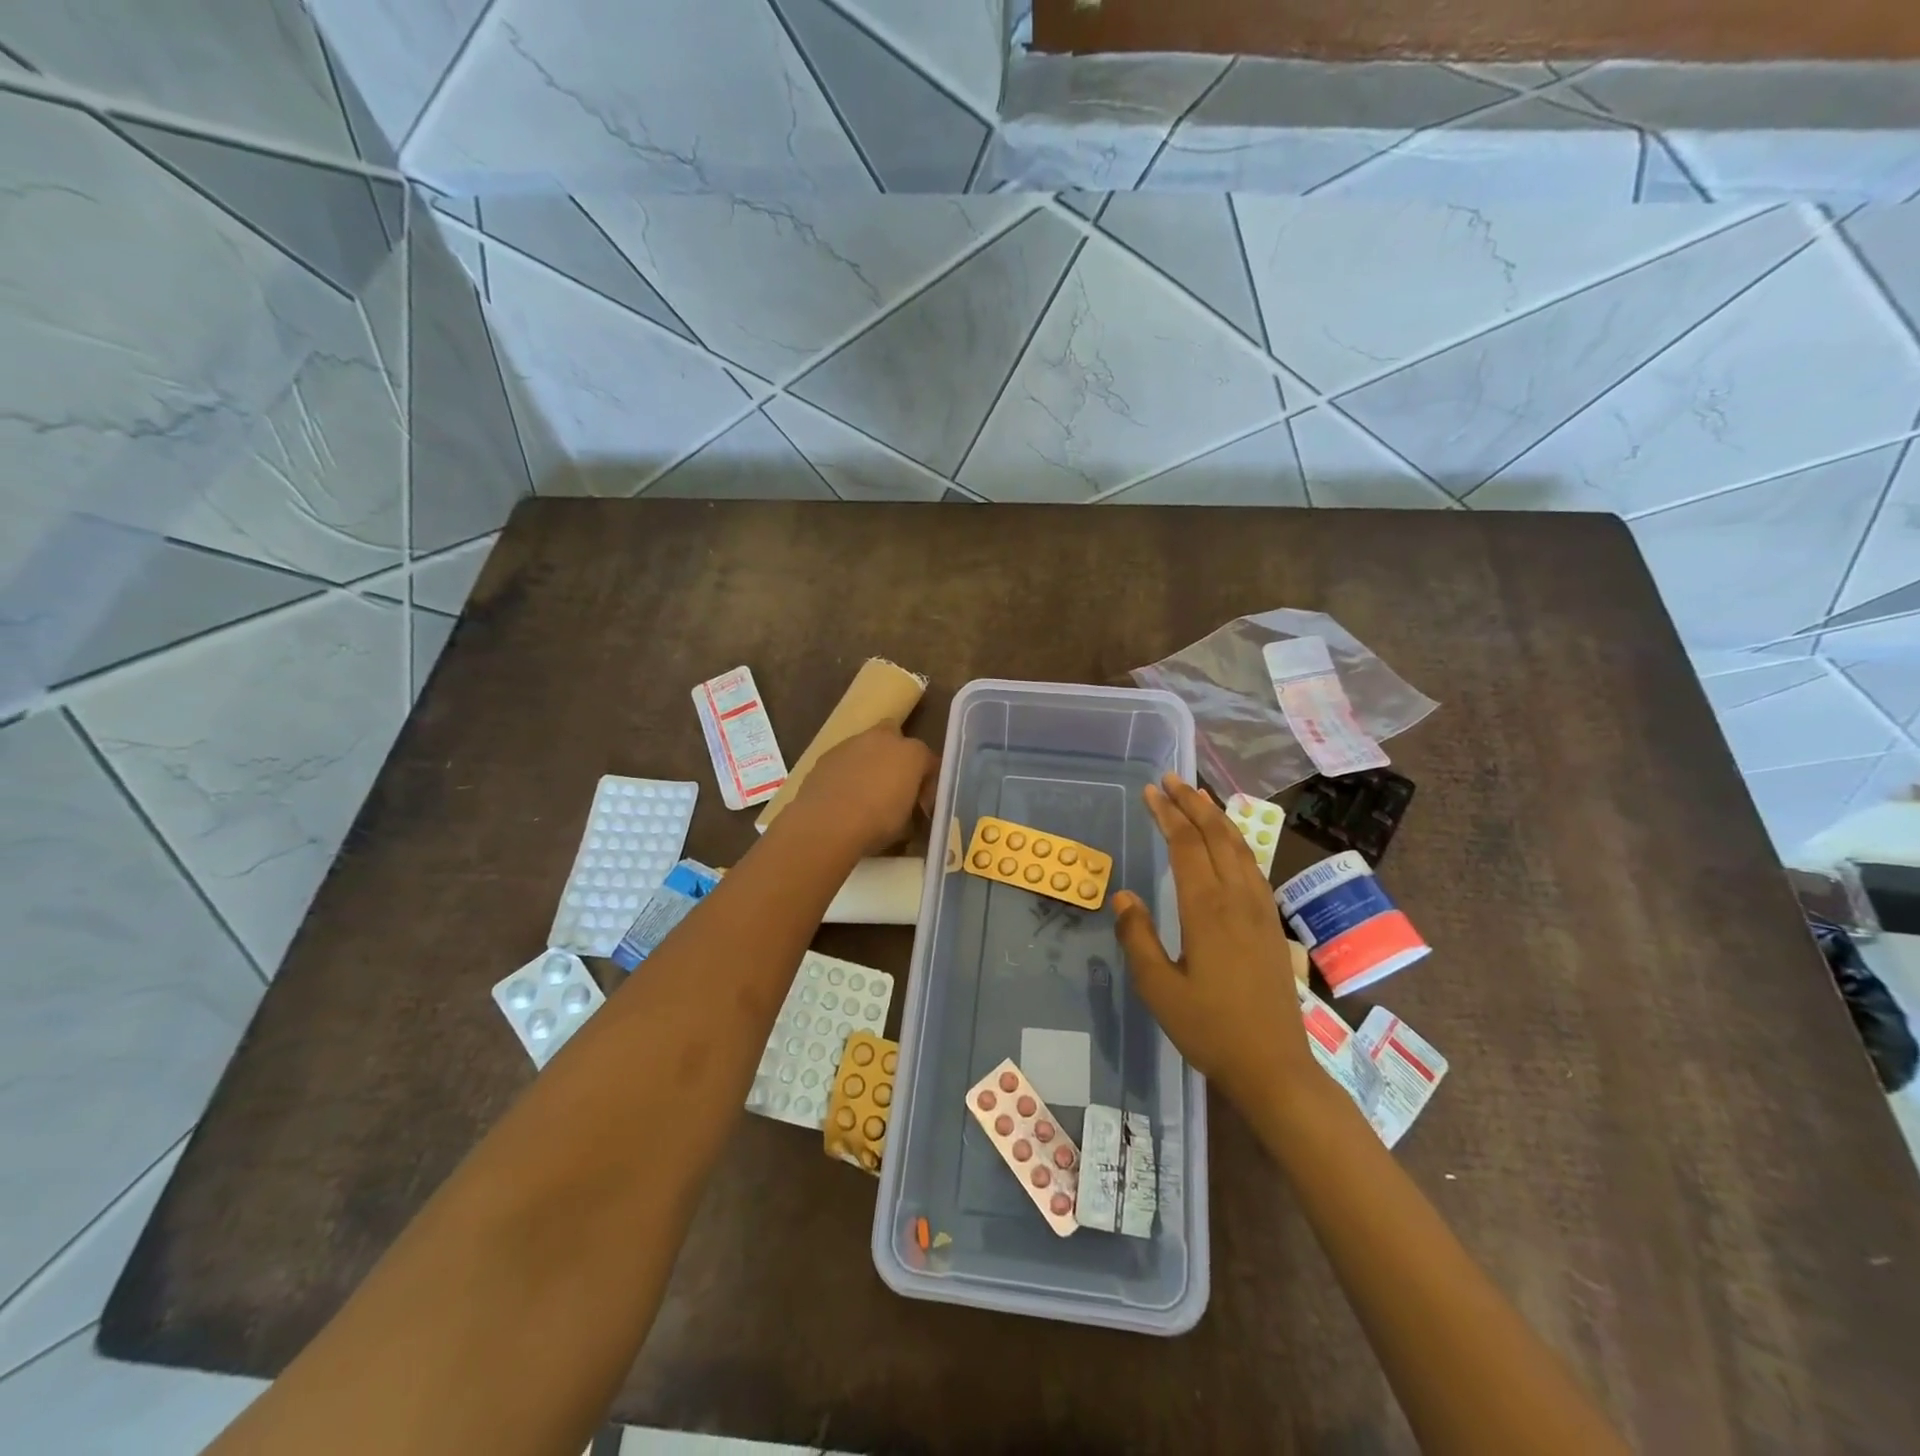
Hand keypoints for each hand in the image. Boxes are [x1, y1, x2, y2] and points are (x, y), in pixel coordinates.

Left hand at [785, 723, 938, 856]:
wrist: (827, 823)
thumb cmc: (877, 823)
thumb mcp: (907, 825)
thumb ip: (912, 811)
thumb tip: (909, 813)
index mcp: (912, 753)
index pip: (929, 763)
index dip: (928, 786)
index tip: (921, 807)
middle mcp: (884, 739)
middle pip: (895, 739)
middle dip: (897, 758)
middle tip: (893, 787)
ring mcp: (851, 743)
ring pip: (866, 747)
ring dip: (869, 764)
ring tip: (864, 795)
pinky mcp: (826, 755)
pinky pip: (844, 760)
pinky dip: (846, 773)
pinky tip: (842, 797)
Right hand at [1113, 775, 1316, 1113]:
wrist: (1274, 1067)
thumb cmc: (1210, 1029)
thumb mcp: (1159, 989)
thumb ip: (1138, 937)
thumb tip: (1125, 895)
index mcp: (1207, 910)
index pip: (1186, 846)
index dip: (1168, 814)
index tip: (1150, 791)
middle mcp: (1238, 899)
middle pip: (1217, 836)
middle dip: (1193, 804)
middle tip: (1171, 780)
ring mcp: (1261, 910)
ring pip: (1241, 847)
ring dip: (1217, 817)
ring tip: (1198, 797)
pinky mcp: (1273, 924)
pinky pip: (1254, 867)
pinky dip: (1237, 841)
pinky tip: (1229, 844)